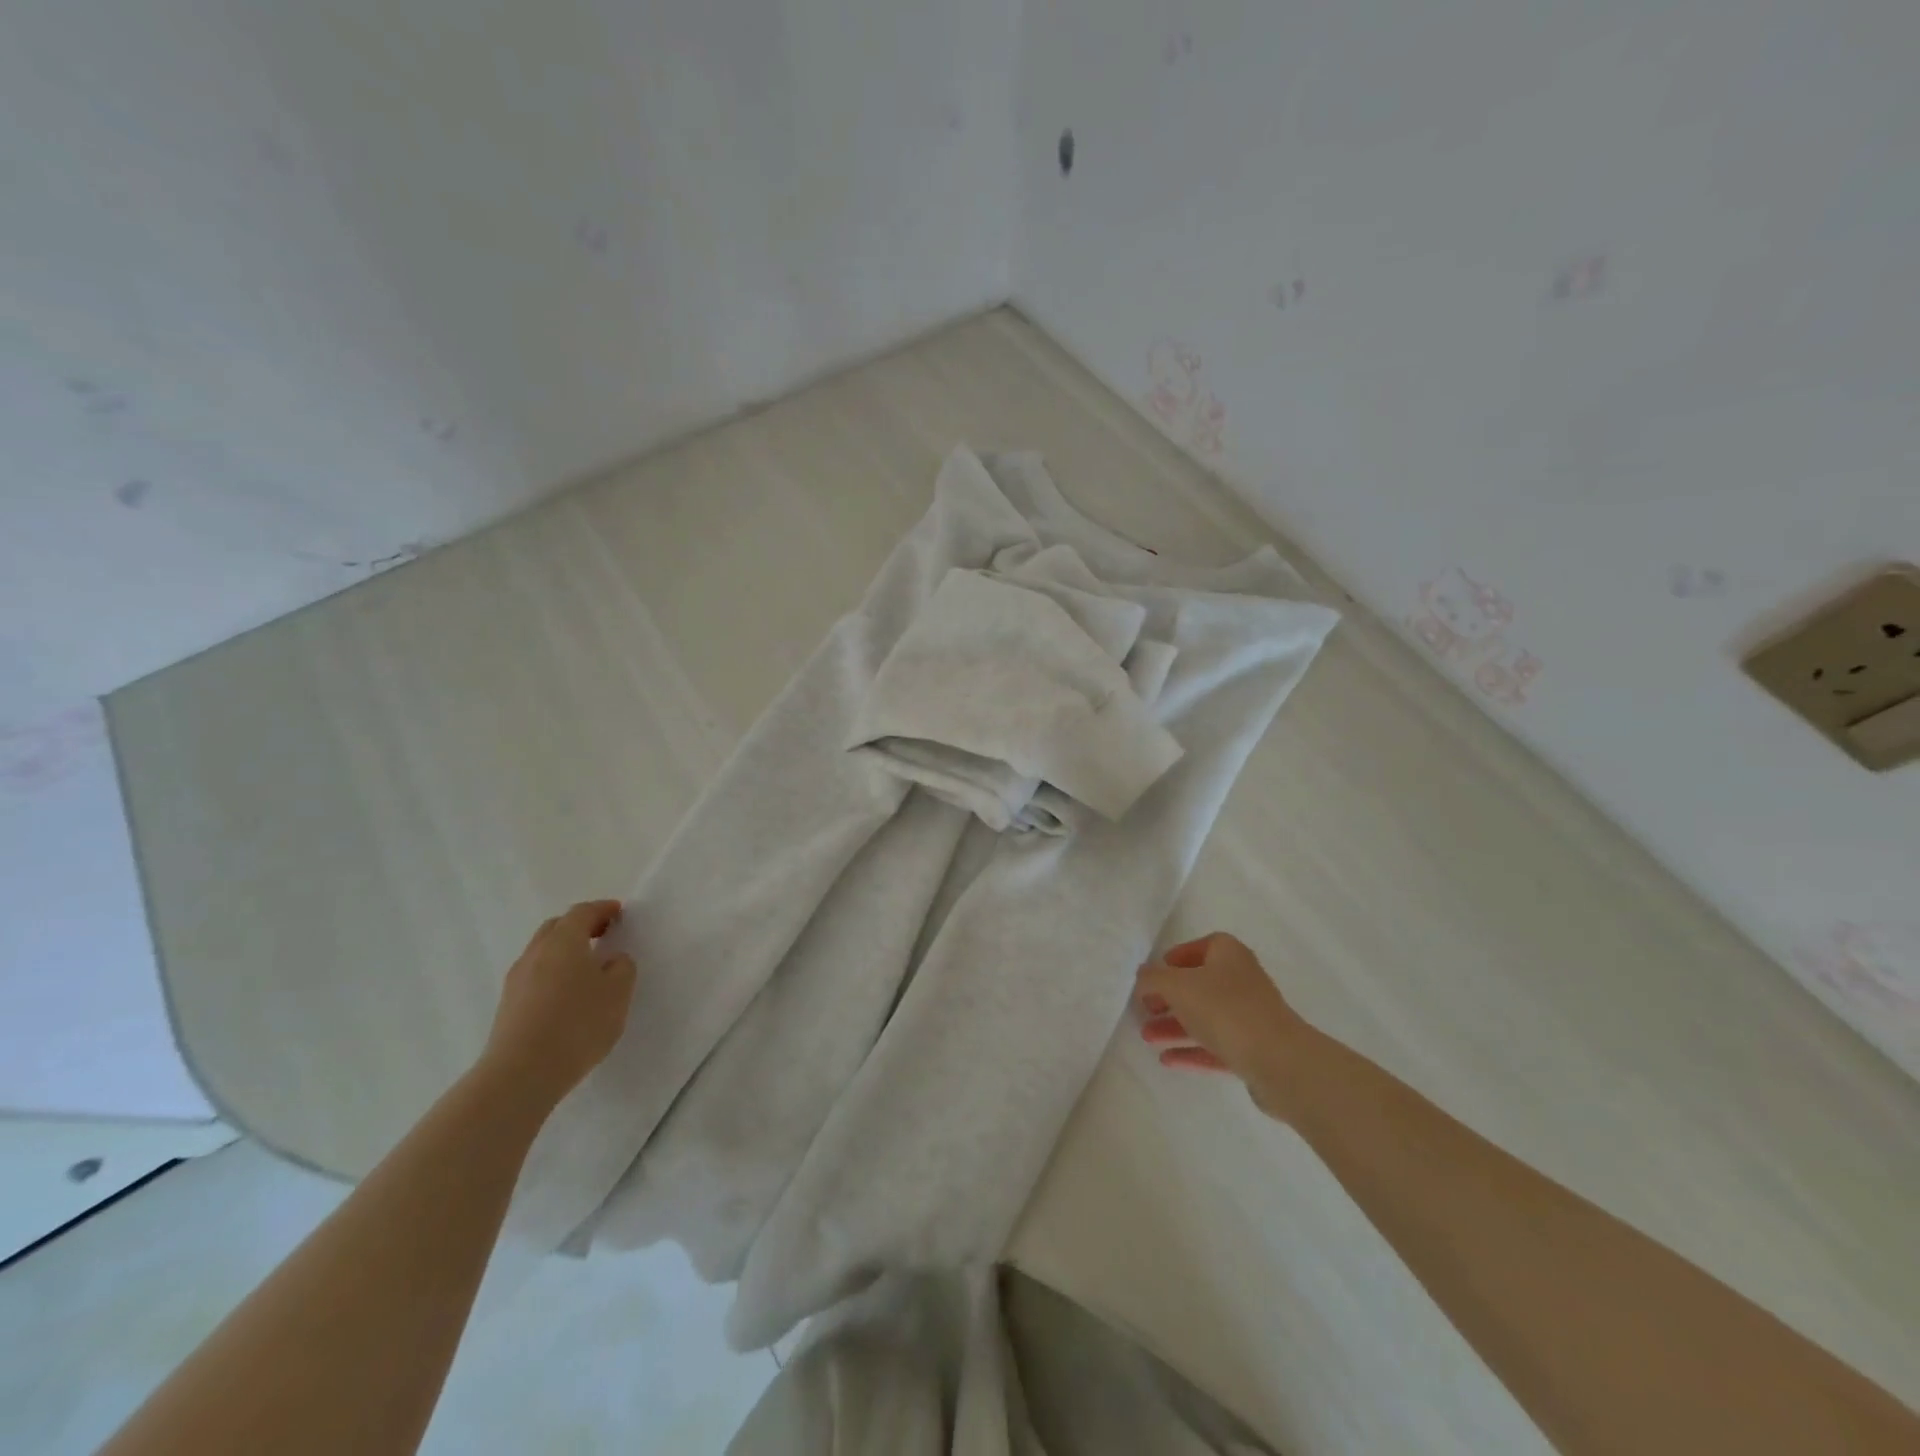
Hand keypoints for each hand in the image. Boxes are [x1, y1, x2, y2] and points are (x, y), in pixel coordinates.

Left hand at [481, 900, 636, 1109]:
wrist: (521, 1074)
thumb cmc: (578, 1024)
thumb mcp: (618, 992)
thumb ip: (622, 968)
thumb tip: (612, 960)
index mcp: (564, 941)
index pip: (583, 912)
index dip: (602, 909)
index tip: (618, 912)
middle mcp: (536, 953)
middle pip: (556, 927)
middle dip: (580, 925)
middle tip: (602, 933)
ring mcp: (517, 980)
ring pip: (542, 952)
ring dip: (564, 951)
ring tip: (586, 967)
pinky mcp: (508, 1006)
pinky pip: (534, 976)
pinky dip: (552, 973)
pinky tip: (566, 994)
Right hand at [1135, 932, 1310, 1117]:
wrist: (1278, 1060)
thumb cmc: (1224, 1009)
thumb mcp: (1177, 986)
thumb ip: (1153, 979)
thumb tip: (1142, 977)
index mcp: (1229, 954)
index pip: (1202, 946)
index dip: (1177, 957)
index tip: (1155, 974)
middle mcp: (1242, 980)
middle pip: (1199, 985)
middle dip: (1169, 998)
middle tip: (1145, 1009)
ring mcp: (1250, 1016)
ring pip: (1205, 1017)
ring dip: (1175, 1026)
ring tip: (1146, 1037)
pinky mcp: (1253, 1049)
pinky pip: (1216, 1046)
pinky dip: (1191, 1050)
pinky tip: (1167, 1060)